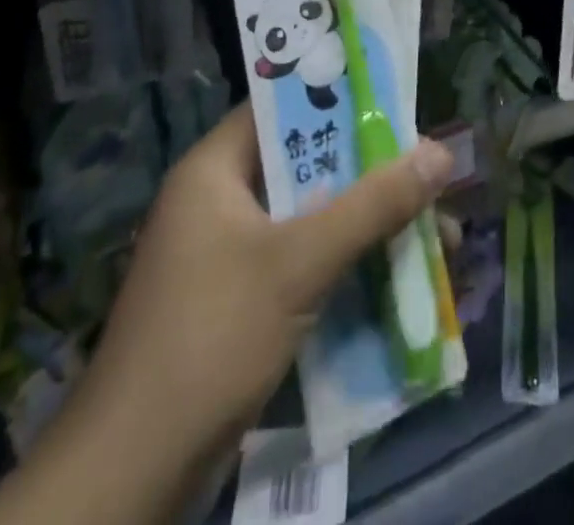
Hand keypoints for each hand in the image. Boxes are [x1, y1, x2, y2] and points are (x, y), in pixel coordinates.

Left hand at [0, 105, 452, 524]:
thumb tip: (442, 152)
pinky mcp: (239, 300)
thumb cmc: (211, 338)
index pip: (283, 106)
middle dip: (370, 170)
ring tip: (432, 227)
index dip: (340, 97)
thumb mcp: (299, 263)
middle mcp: (219, 200)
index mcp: (214, 169)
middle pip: (306, 163)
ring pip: (311, 215)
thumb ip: (373, 205)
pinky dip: (345, 261)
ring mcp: (228, 253)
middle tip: (428, 167)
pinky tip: (395, 275)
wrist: (131, 477)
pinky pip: (303, 260)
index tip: (398, 101)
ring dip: (366, 221)